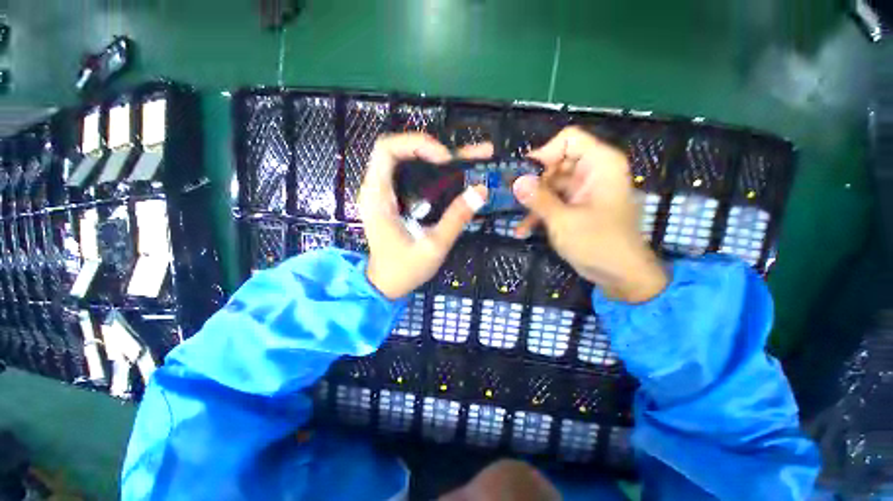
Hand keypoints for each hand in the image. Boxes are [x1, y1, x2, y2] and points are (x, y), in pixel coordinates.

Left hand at [360, 133, 490, 299]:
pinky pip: (413, 176)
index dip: (416, 145)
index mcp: (378, 197)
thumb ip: (455, 219)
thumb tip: (480, 191)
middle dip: (431, 148)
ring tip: (470, 158)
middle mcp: (377, 189)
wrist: (386, 285)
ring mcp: (385, 193)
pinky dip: (434, 172)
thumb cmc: (404, 269)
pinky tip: (457, 174)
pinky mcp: (395, 200)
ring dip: (437, 158)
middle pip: (399, 150)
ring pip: (408, 161)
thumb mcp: (433, 247)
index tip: (444, 160)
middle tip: (460, 158)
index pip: (387, 150)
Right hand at [512, 127, 666, 302]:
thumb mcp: (564, 221)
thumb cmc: (599, 244)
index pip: (568, 140)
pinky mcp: (577, 206)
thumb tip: (515, 181)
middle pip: (555, 163)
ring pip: (550, 184)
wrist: (622, 276)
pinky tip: (523, 230)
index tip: (522, 175)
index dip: (544, 153)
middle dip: (533, 182)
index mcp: (600, 165)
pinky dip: (539, 213)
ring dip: (532, 201)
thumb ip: (538, 199)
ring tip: (516, 218)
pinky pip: (553, 201)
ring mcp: (583, 190)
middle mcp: (592, 172)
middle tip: (513, 198)